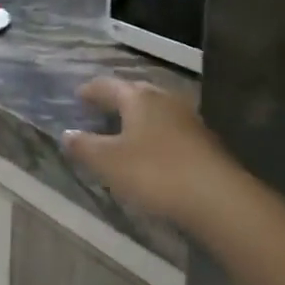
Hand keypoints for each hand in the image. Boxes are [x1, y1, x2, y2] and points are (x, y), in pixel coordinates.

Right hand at [62, 77, 239, 231]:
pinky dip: (156, 135)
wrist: (218, 199)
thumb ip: (84, 146)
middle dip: (116, 99)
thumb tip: (67, 133)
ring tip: (123, 131)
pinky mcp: (204, 142)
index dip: (90, 90)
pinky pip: (171, 130)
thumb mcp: (108, 162)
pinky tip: (151, 152)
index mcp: (138, 98)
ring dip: (139, 118)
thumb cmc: (155, 172)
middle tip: (99, 109)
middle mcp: (164, 100)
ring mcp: (188, 119)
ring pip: (156, 111)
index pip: (108, 85)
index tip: (77, 95)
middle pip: (135, 93)